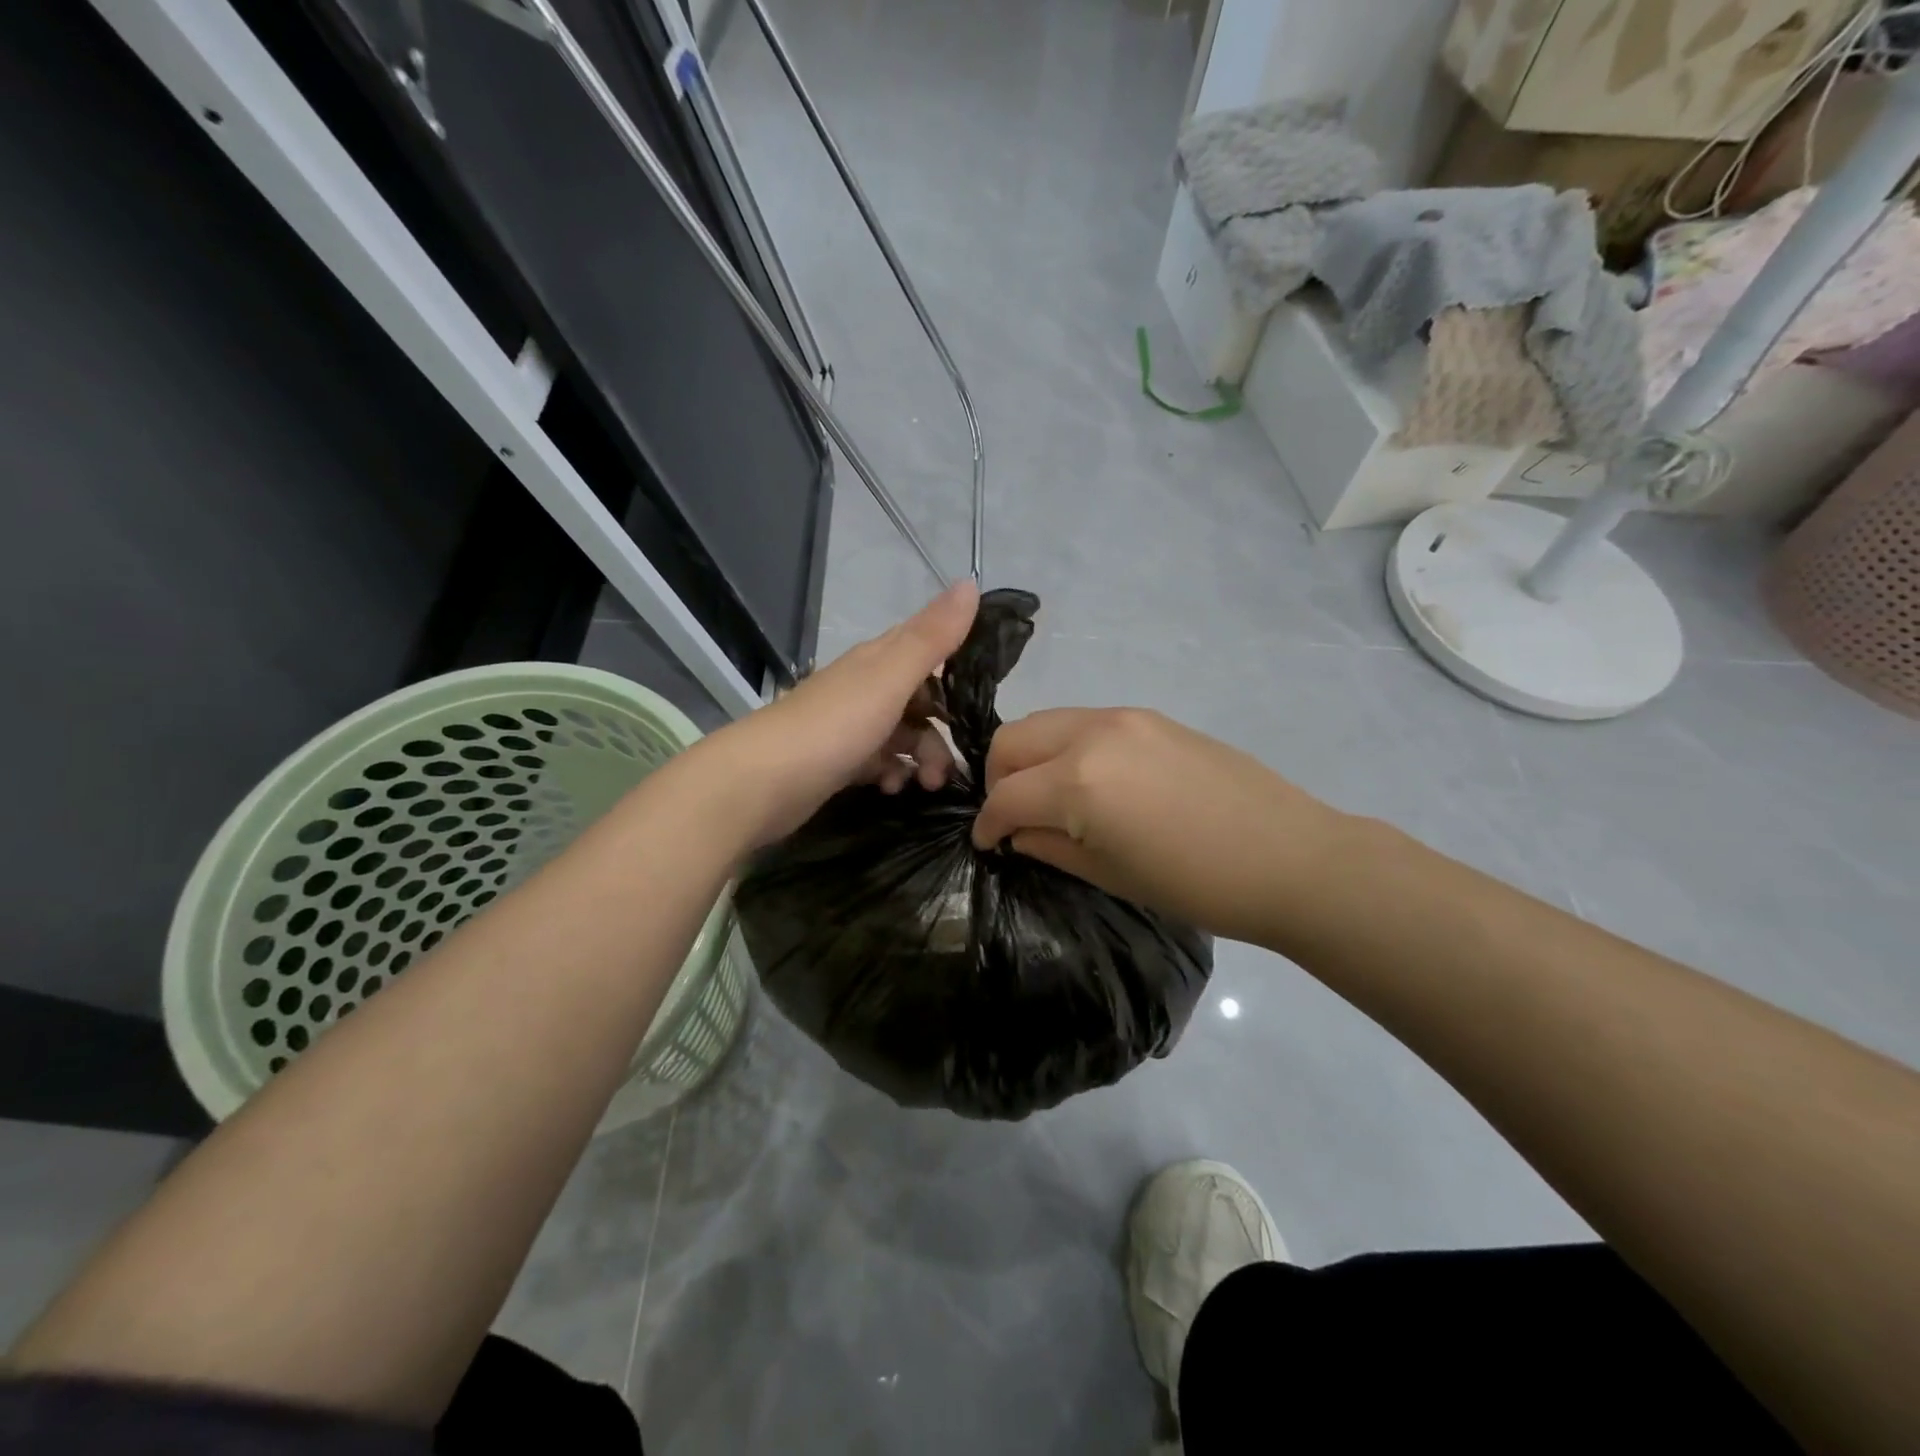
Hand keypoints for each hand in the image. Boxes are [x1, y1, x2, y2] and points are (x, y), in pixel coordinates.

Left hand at [698, 581, 979, 846]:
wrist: (760, 783)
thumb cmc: (833, 726)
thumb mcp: (890, 678)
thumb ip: (932, 636)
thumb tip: (971, 582)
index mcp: (877, 661)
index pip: (926, 648)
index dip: (958, 665)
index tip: (986, 696)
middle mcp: (864, 688)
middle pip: (919, 701)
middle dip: (942, 730)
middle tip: (954, 766)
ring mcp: (848, 726)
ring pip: (902, 736)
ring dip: (922, 759)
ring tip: (928, 786)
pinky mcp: (837, 761)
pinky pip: (879, 763)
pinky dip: (892, 775)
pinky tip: (892, 789)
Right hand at [970, 707, 1346, 943]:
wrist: (1289, 857)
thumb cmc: (1196, 884)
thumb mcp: (1110, 875)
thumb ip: (1050, 846)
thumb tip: (1017, 833)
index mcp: (1078, 782)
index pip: (1005, 795)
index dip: (987, 824)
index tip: (986, 844)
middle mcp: (1091, 734)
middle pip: (1013, 739)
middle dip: (998, 778)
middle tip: (1013, 816)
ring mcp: (1123, 717)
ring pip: (1045, 722)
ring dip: (1031, 757)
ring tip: (1048, 797)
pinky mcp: (1149, 716)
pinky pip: (1084, 722)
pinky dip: (1066, 747)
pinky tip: (1090, 782)